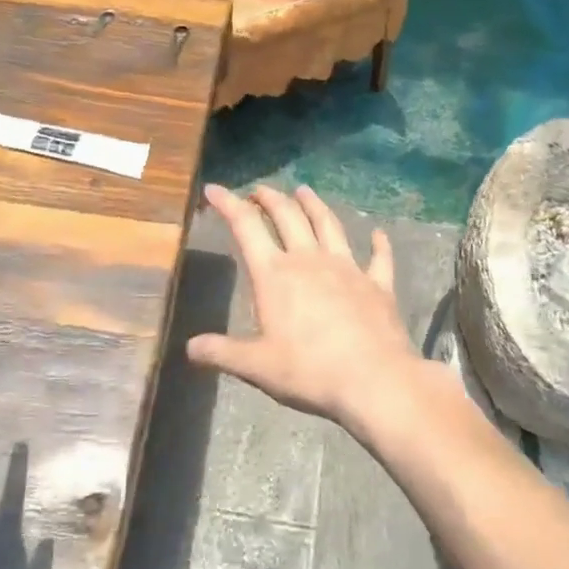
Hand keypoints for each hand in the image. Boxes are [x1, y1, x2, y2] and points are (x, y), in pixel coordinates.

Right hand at [188, 184, 423, 431]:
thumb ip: (223, 352)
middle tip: (259, 190)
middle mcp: (309, 259)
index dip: (228, 204)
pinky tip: (378, 234)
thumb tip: (190, 347)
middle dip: (270, 198)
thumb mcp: (257, 366)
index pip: (246, 227)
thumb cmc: (309, 371)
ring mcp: (347, 267)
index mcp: (275, 274)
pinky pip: (378, 257)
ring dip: (314, 205)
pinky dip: (378, 243)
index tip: (213, 189)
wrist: (374, 379)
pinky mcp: (377, 283)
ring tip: (304, 190)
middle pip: (288, 216)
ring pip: (328, 224)